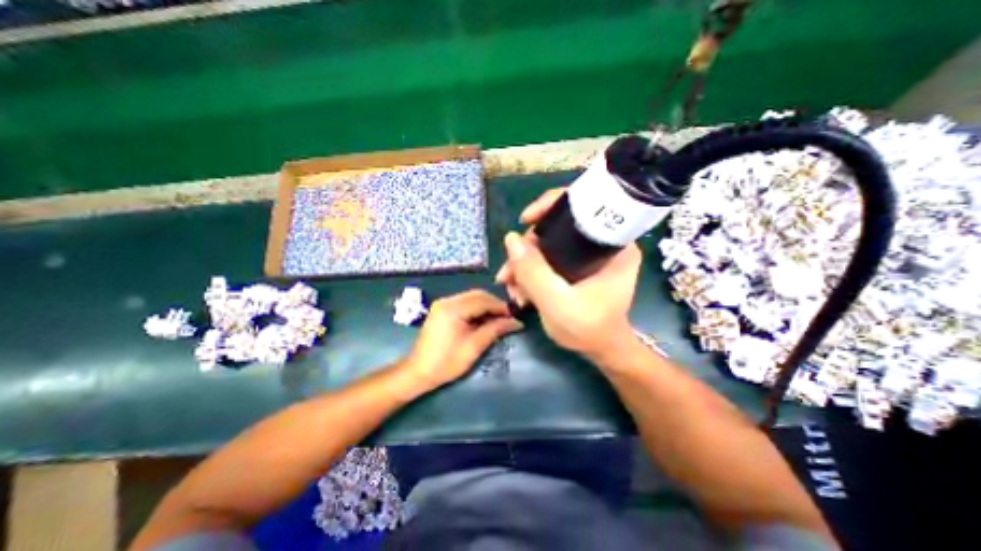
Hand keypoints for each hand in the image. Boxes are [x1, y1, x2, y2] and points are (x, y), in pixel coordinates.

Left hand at [401, 290, 525, 389]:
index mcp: (453, 309)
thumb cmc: (447, 363)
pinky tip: (482, 319)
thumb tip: (516, 322)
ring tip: (497, 319)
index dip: (500, 306)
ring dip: (485, 305)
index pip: (483, 300)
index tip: (513, 316)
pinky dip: (475, 308)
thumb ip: (495, 330)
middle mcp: (447, 301)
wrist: (418, 372)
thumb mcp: (474, 347)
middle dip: (494, 304)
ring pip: (471, 297)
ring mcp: (442, 304)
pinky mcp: (441, 309)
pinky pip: (463, 302)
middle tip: (506, 317)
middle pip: (477, 294)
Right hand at [496, 188, 640, 354]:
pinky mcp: (578, 265)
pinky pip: (549, 257)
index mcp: (614, 245)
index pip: (583, 204)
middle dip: (528, 248)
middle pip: (557, 227)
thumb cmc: (588, 329)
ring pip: (549, 244)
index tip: (526, 220)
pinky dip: (531, 270)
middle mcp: (603, 243)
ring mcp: (589, 255)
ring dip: (525, 262)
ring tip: (511, 287)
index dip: (550, 205)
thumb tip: (511, 238)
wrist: (600, 350)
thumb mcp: (557, 303)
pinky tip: (520, 288)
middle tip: (509, 272)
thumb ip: (533, 271)